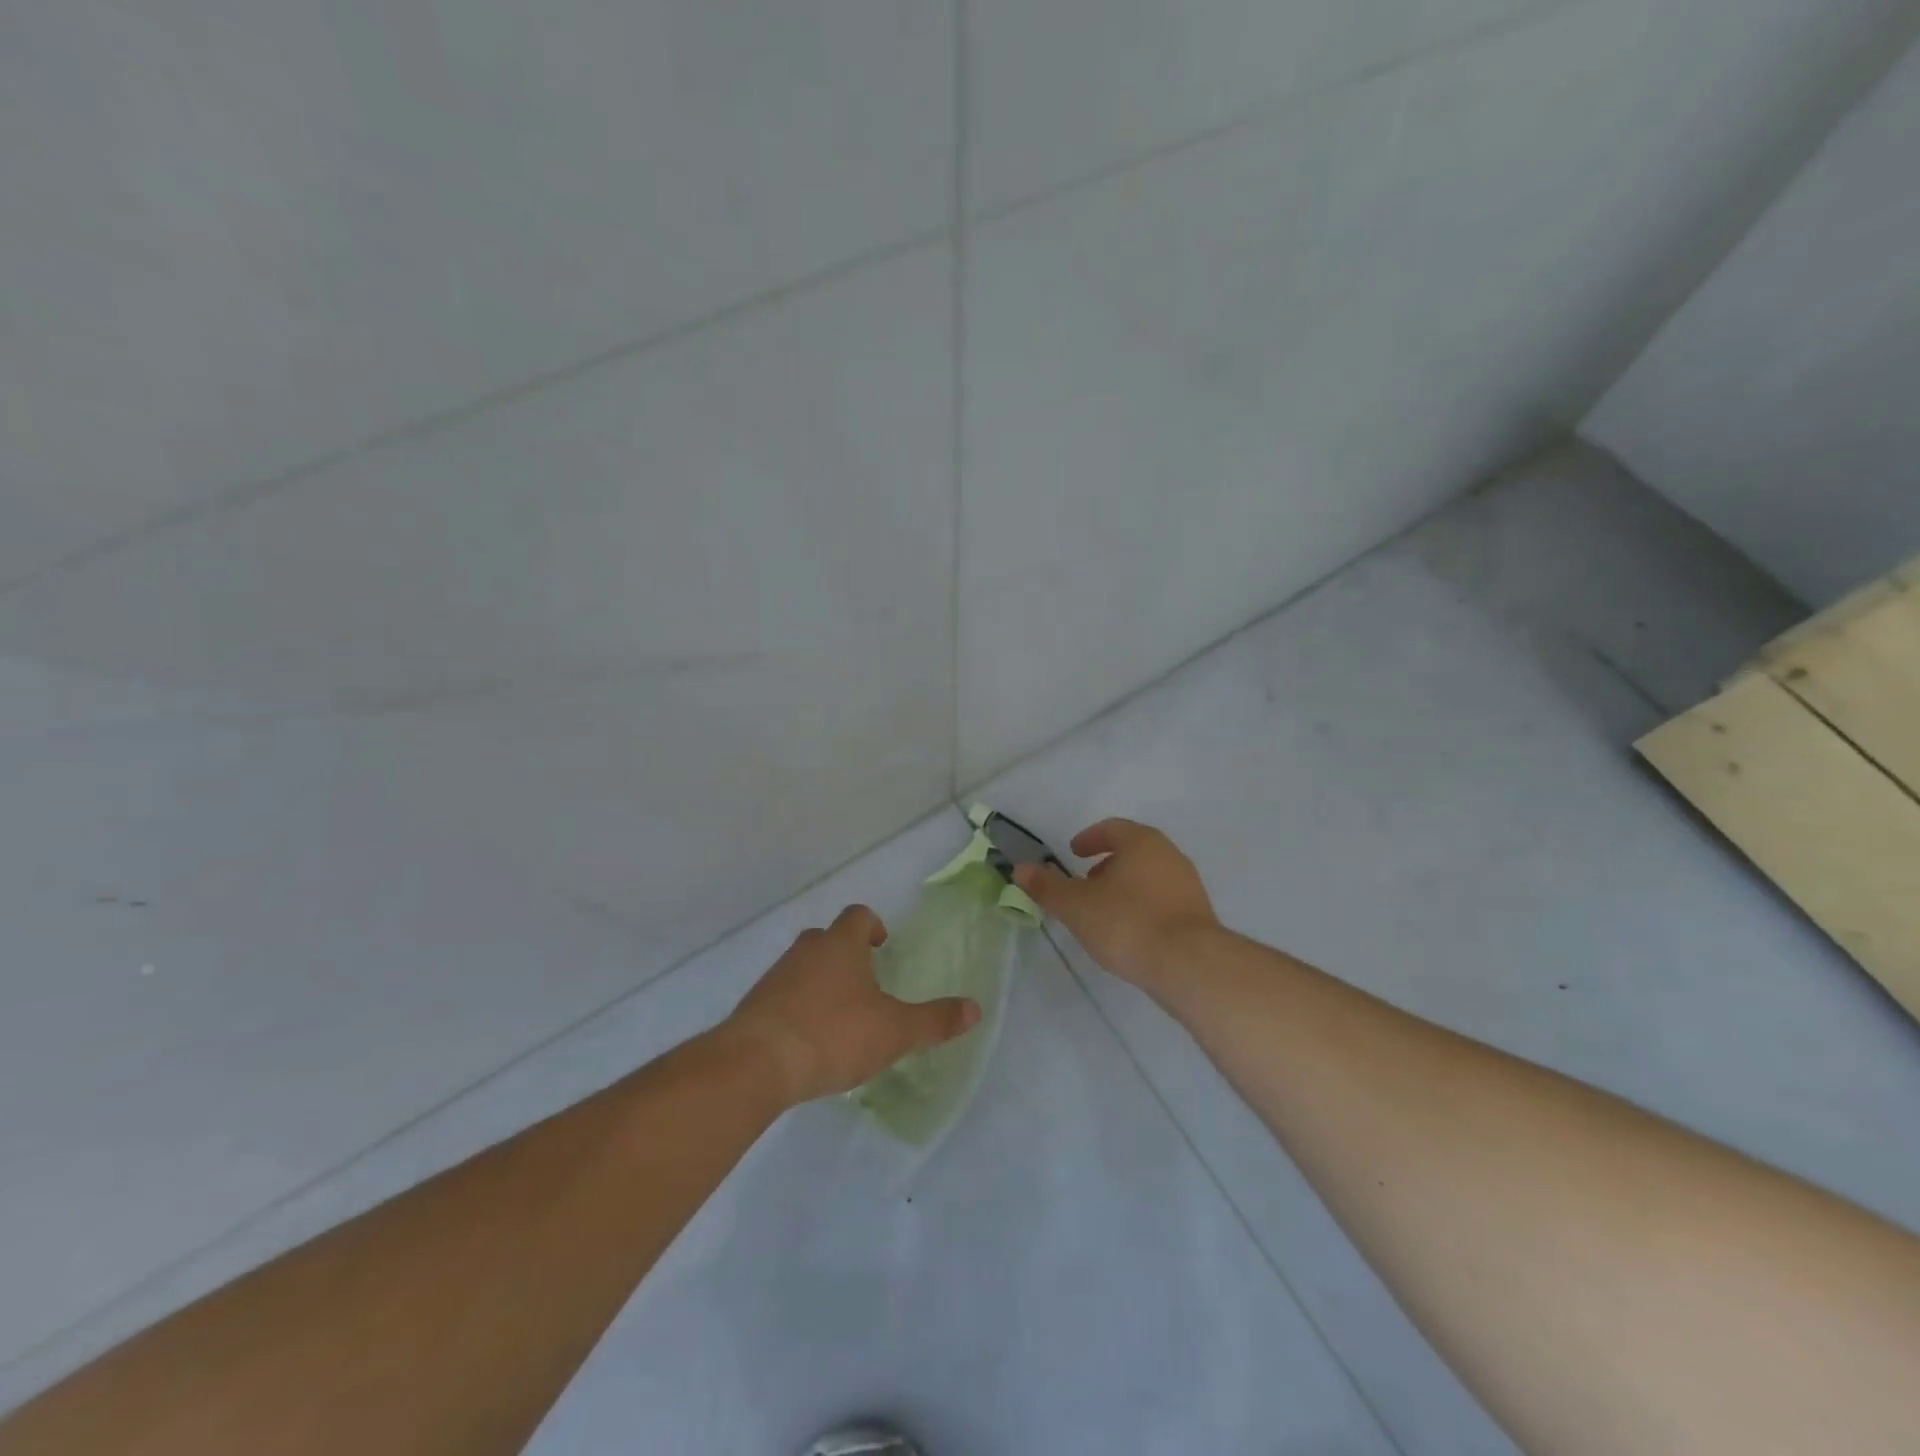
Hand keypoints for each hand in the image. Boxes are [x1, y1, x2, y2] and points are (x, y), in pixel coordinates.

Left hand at [725, 904, 981, 1105]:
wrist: (756, 1064)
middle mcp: (805, 951)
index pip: (857, 916)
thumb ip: (934, 1020)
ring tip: (839, 1018)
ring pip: (802, 967)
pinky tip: (809, 1042)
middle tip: (865, 982)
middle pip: (826, 938)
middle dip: (845, 954)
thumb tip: (975, 1008)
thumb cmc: (833, 1034)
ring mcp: (775, 977)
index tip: (882, 946)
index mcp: (840, 945)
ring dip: (820, 982)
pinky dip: (797, 1009)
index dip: (871, 926)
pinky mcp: (754, 1007)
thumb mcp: (894, 1031)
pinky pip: (782, 997)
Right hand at [1014, 818, 1218, 992]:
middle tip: (1086, 882)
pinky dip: (1143, 905)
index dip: (1089, 839)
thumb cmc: (1126, 923)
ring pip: (1150, 875)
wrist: (1188, 964)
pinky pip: (1164, 899)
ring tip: (1105, 911)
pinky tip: (1131, 931)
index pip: (1111, 828)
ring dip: (1126, 886)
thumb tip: (1021, 868)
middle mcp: (1169, 854)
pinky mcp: (1199, 913)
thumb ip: (1047, 886)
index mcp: (1141, 842)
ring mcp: (1188, 883)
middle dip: (1107, 864)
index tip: (1073, 853)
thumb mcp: (1076, 906)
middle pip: (1133, 850)